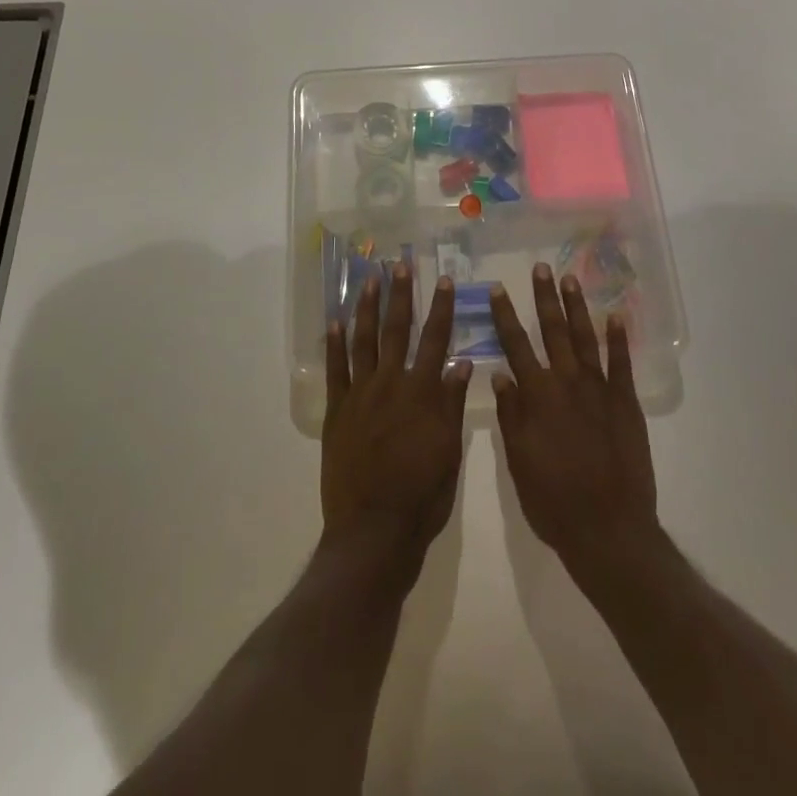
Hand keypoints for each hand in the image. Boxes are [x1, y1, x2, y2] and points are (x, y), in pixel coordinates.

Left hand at [322, 265, 473, 565]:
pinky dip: (334, 344)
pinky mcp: (337, 411)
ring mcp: (360, 395)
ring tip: (368, 280)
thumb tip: (461, 362)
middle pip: (396, 330)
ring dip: (366, 308)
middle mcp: (391, 384)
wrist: (373, 531)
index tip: (445, 280)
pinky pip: (335, 370)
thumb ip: (452, 404)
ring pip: (363, 341)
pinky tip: (334, 322)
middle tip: (400, 264)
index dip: (441, 309)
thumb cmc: (421, 496)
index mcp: (422, 394)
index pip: (436, 341)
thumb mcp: (450, 453)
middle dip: (400, 295)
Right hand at [491, 265, 658, 571]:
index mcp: (538, 396)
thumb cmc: (554, 501)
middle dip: (544, 298)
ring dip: (577, 307)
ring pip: (586, 338)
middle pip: (553, 331)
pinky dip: (619, 338)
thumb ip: (510, 414)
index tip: (497, 289)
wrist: (609, 529)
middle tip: (541, 268)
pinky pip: (622, 364)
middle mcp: (567, 383)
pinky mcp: (626, 403)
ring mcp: (600, 390)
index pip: (516, 346)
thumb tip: (500, 373)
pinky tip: (616, 316)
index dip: (505, 316)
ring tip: (571, 279)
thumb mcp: (518, 461)